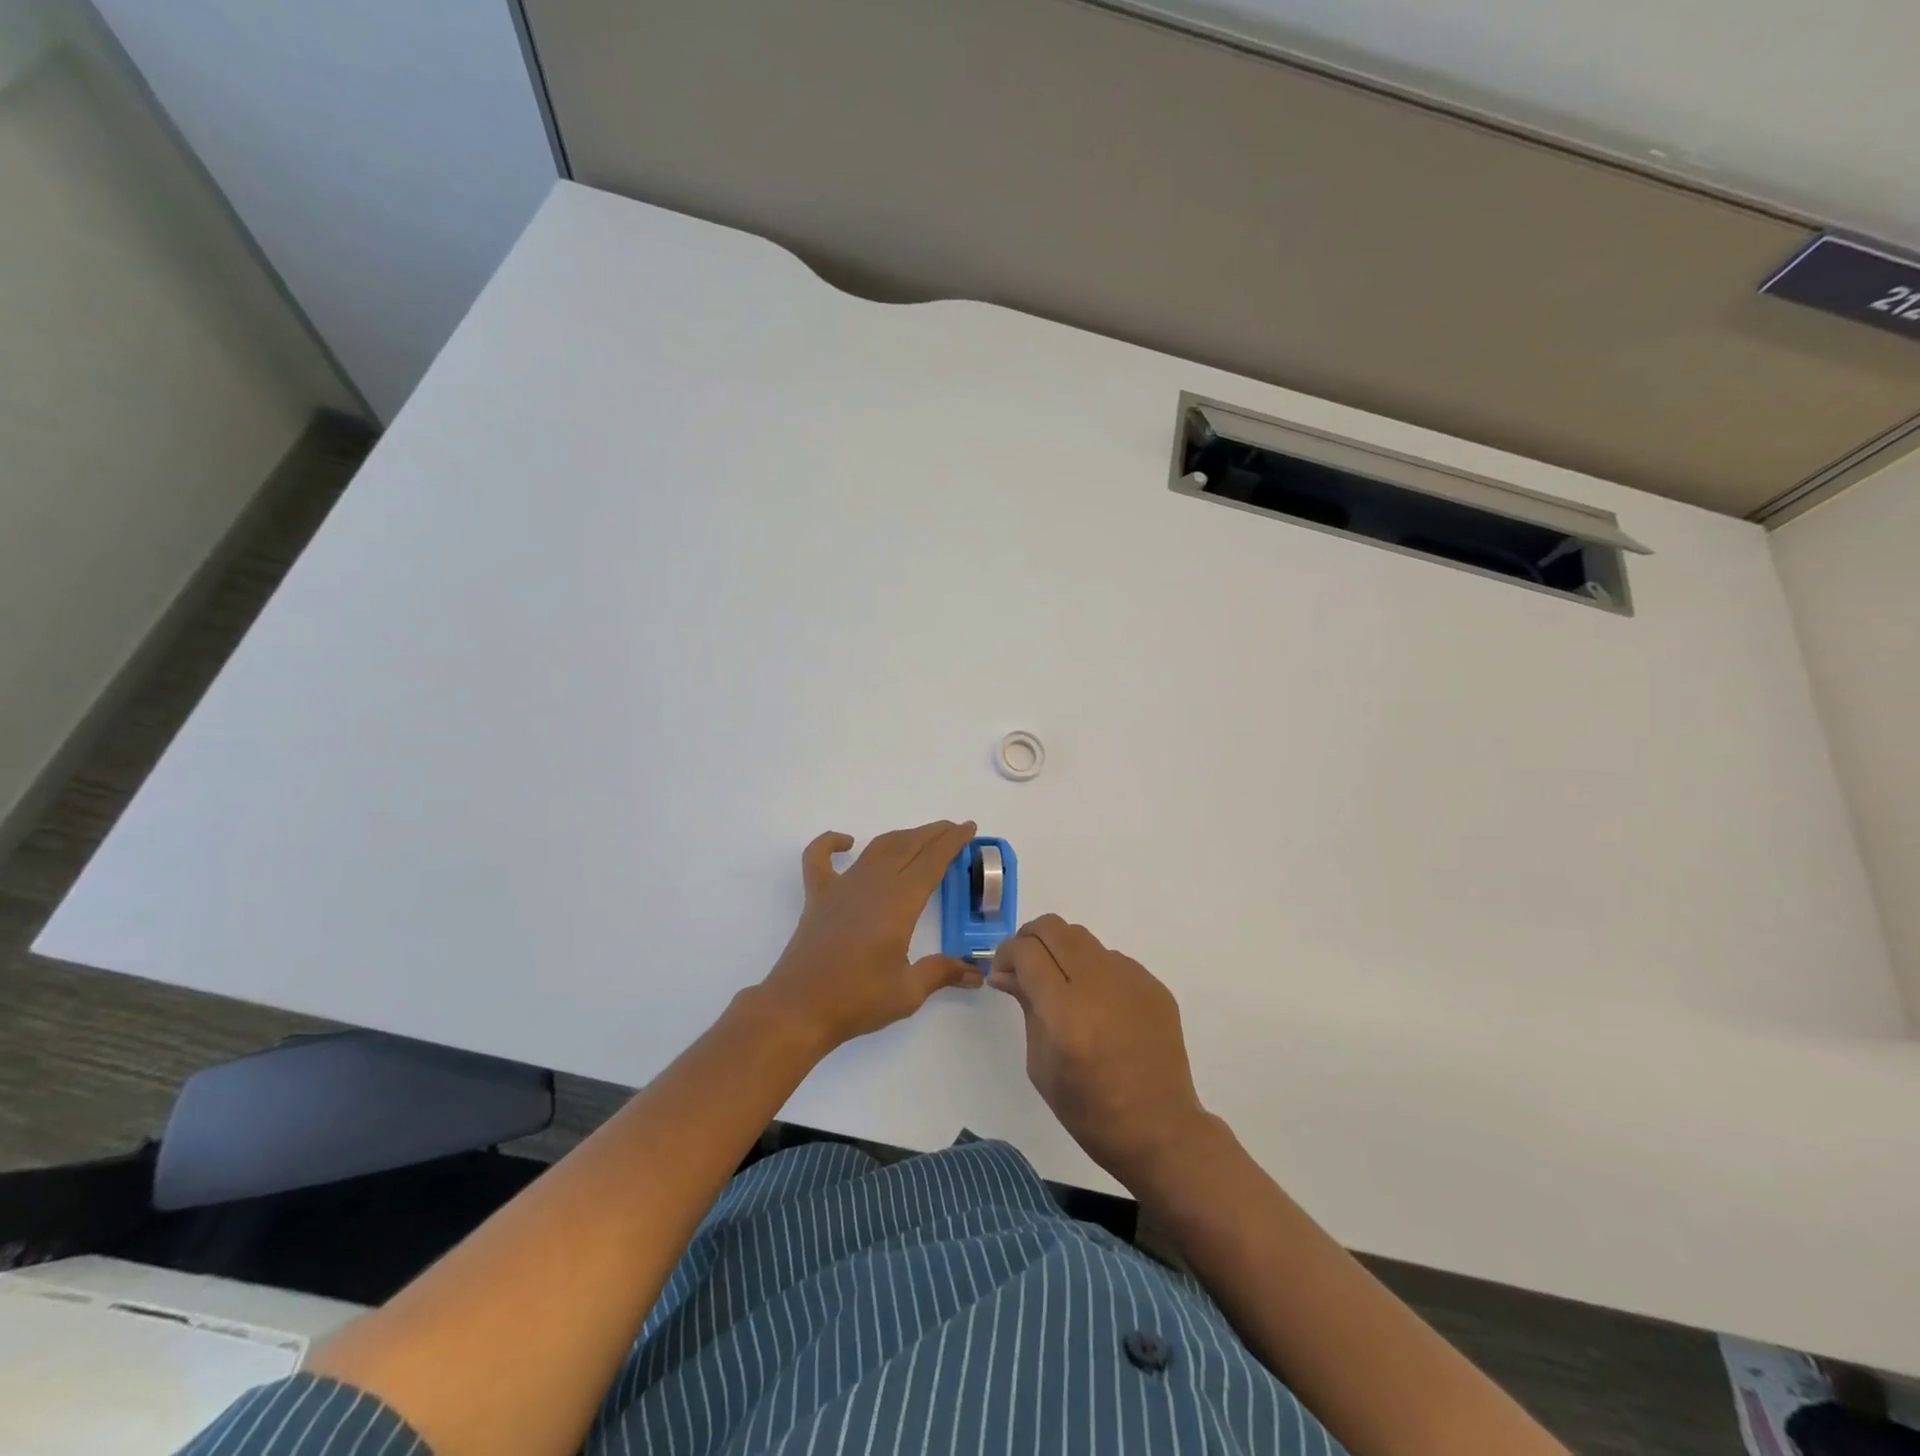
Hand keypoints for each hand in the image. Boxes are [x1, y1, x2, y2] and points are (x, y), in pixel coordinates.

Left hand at [753, 820, 982, 1052]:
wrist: (799, 1009)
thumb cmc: (857, 999)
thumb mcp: (908, 991)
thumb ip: (942, 973)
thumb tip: (977, 973)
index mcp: (899, 902)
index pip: (932, 861)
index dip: (952, 842)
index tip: (968, 828)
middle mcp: (873, 884)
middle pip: (908, 846)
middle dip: (933, 834)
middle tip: (952, 829)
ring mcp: (842, 887)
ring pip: (876, 848)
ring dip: (901, 836)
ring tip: (920, 836)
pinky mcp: (817, 897)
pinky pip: (819, 858)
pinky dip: (830, 843)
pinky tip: (845, 842)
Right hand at [989, 915, 1210, 1189]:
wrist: (1159, 1129)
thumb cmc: (1089, 1110)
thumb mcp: (1040, 1064)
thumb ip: (1026, 1006)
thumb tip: (1007, 973)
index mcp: (1065, 1011)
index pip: (1027, 951)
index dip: (1006, 953)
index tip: (1003, 972)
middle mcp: (1098, 984)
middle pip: (1053, 928)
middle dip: (1030, 939)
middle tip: (1025, 967)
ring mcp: (1130, 979)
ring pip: (1082, 938)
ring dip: (1061, 951)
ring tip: (1060, 985)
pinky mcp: (1152, 984)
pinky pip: (1111, 959)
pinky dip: (1092, 970)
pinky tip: (1096, 1004)